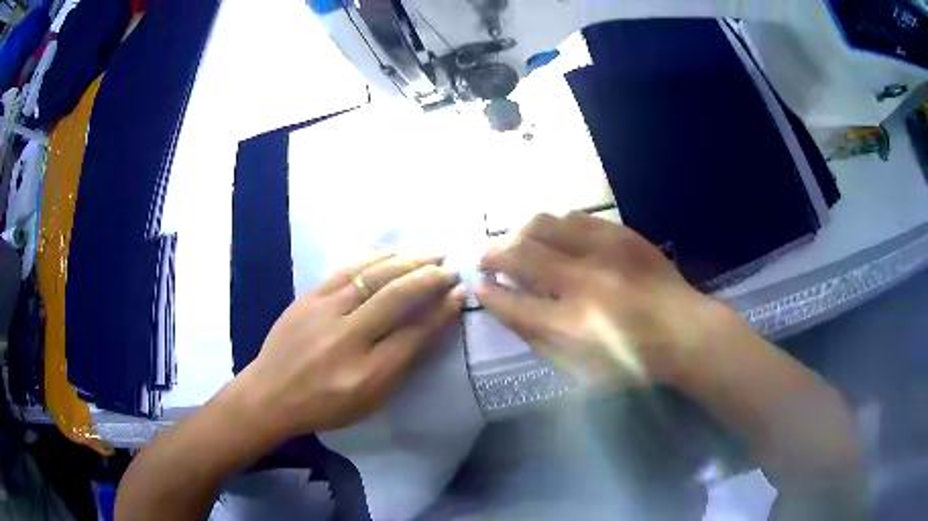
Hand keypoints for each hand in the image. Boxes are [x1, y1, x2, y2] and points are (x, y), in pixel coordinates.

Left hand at [235, 254, 466, 440]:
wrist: (271, 393)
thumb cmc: (324, 406)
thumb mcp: (370, 401)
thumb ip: (400, 365)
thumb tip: (428, 328)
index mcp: (366, 374)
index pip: (414, 335)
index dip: (441, 312)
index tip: (460, 294)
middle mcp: (347, 339)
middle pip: (395, 298)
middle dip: (429, 279)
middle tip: (450, 268)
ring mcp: (324, 313)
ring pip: (372, 277)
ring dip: (406, 262)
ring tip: (429, 254)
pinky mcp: (308, 298)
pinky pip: (346, 271)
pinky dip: (374, 259)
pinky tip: (392, 253)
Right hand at [476, 212, 727, 389]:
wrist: (683, 331)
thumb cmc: (630, 361)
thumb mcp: (579, 368)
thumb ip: (538, 339)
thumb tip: (509, 308)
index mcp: (571, 324)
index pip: (512, 301)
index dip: (488, 293)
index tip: (478, 286)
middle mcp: (582, 280)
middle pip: (520, 253)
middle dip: (493, 254)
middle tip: (487, 259)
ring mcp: (604, 250)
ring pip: (544, 223)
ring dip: (522, 234)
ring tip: (521, 245)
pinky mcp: (621, 234)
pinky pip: (576, 217)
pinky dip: (556, 226)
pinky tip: (556, 237)